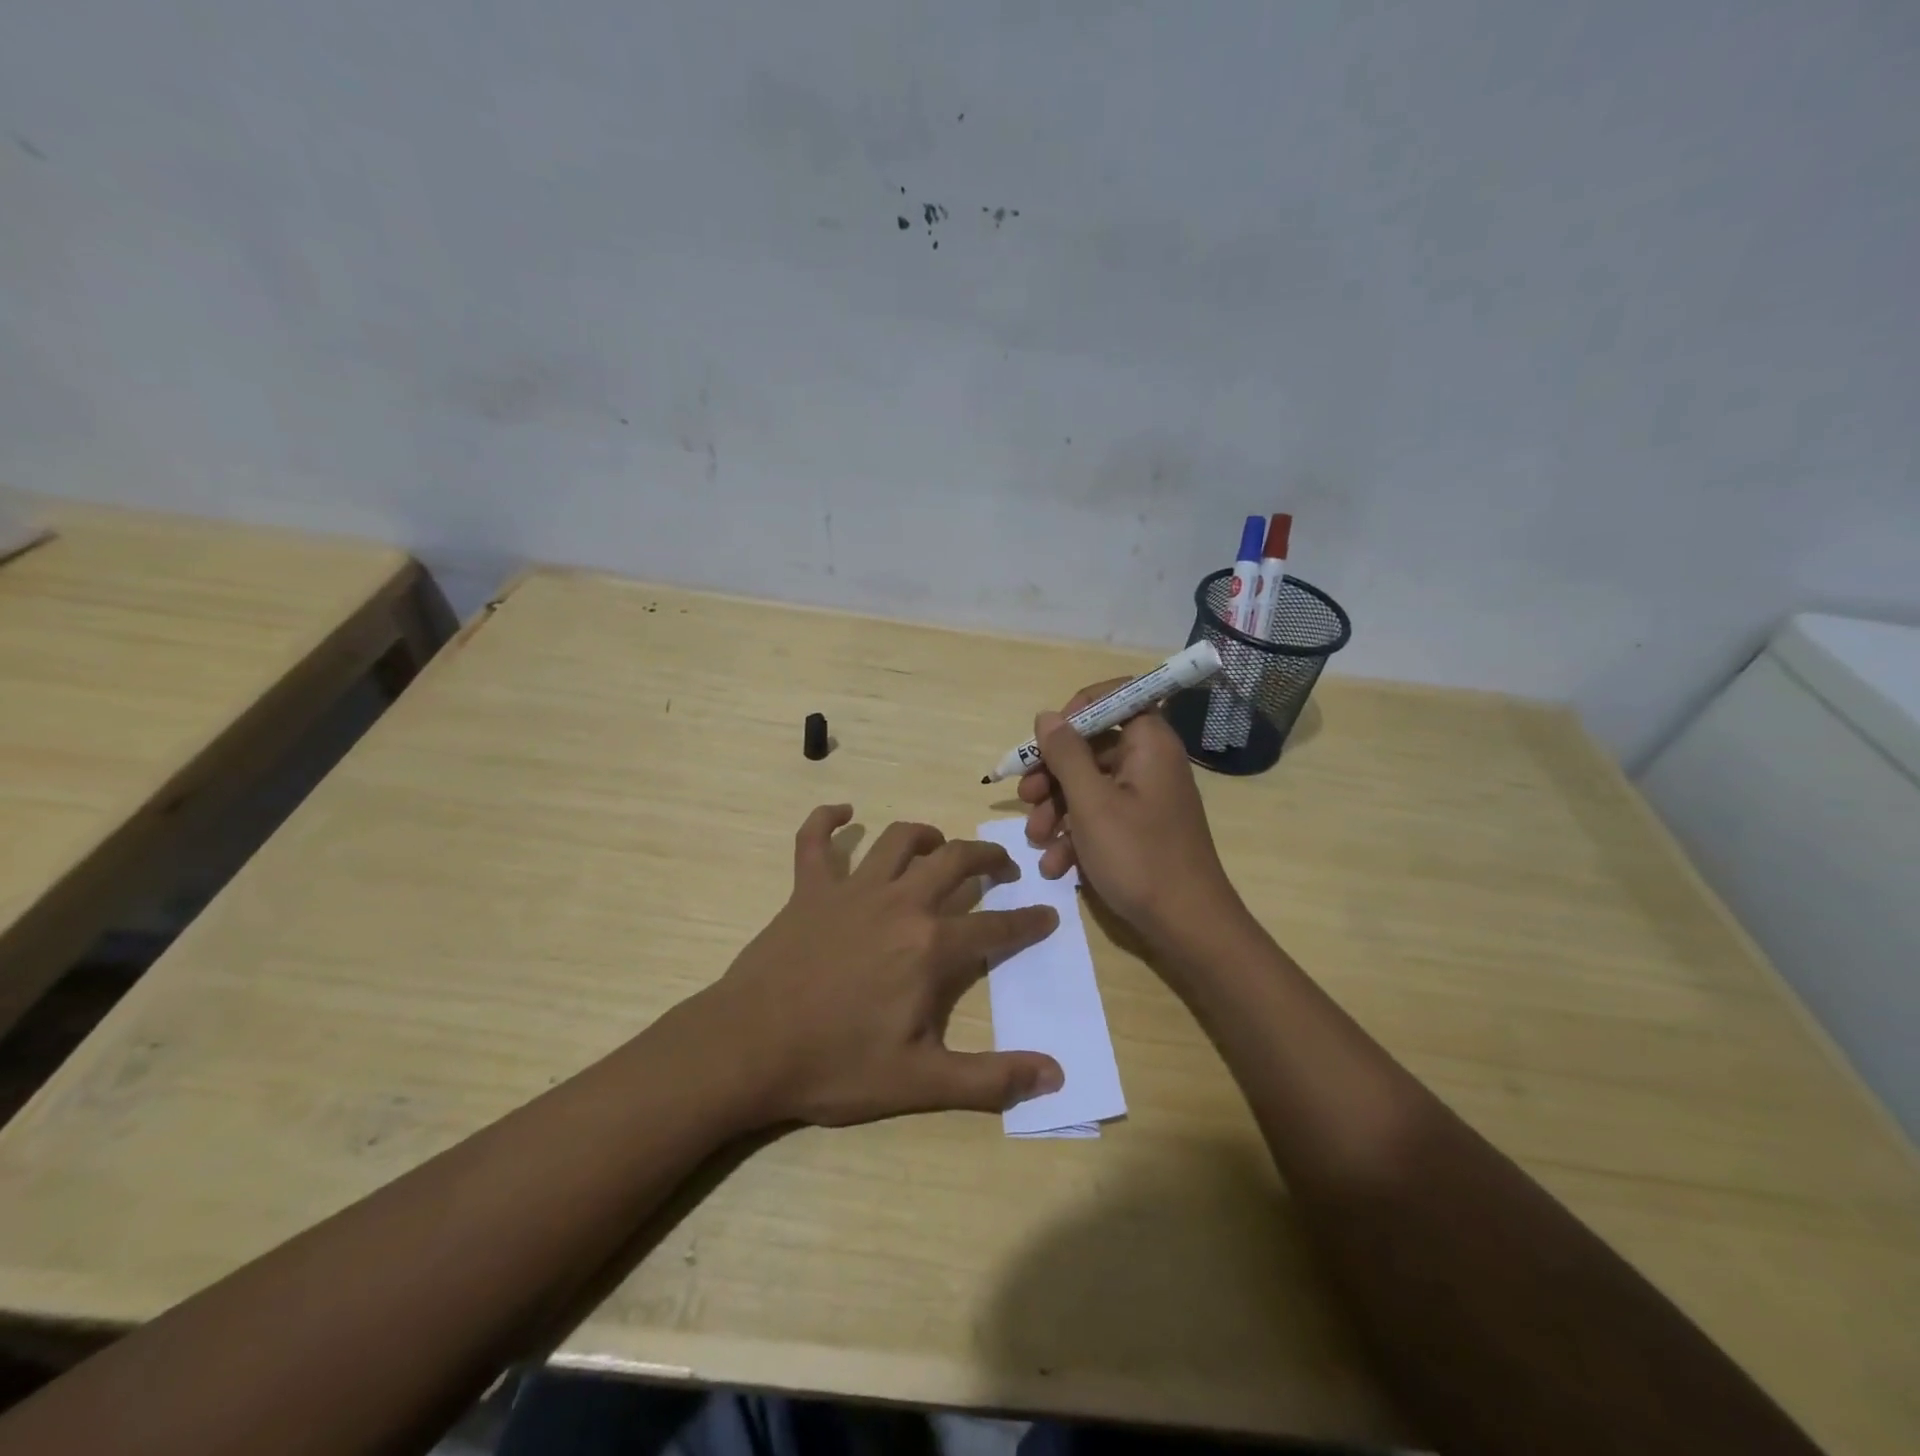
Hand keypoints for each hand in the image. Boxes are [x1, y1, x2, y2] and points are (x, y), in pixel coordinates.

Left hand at [708, 805, 1065, 1126]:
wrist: (748, 1048)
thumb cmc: (836, 1064)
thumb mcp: (920, 1082)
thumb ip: (990, 1078)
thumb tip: (1055, 1075)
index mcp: (930, 946)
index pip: (994, 927)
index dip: (1026, 922)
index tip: (1047, 915)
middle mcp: (898, 903)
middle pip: (953, 862)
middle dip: (985, 857)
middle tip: (1001, 865)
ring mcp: (850, 890)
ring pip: (896, 840)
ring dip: (924, 834)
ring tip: (938, 843)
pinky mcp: (808, 889)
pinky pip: (815, 840)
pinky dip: (827, 820)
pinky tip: (842, 812)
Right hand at [1017, 683, 1244, 943]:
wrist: (1187, 925)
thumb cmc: (1139, 856)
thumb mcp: (1091, 803)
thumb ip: (1066, 754)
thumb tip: (1048, 715)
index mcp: (1148, 743)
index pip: (1115, 697)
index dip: (1076, 711)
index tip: (1046, 739)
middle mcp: (1149, 762)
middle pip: (1092, 746)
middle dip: (1053, 773)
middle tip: (1024, 797)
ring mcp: (1145, 797)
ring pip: (1090, 785)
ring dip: (1056, 809)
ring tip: (1035, 839)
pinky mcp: (1139, 828)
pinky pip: (1101, 815)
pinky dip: (1075, 834)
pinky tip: (1056, 864)